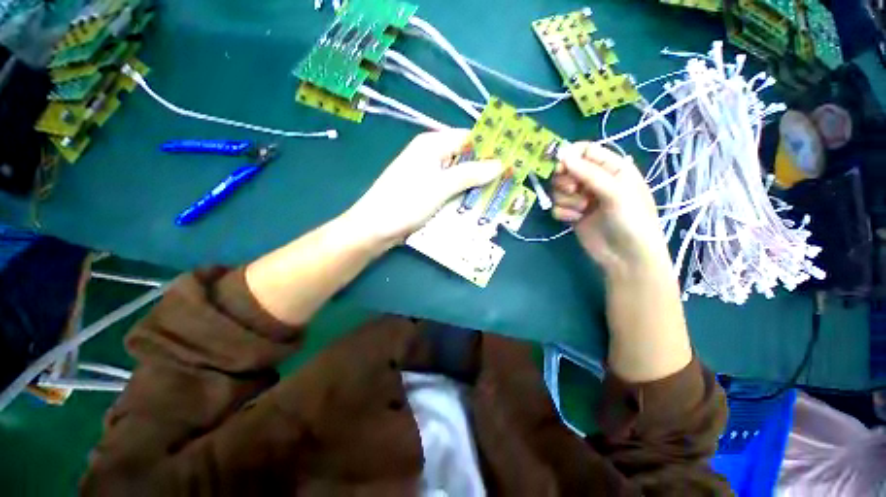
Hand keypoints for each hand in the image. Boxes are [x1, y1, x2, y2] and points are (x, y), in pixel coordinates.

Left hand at [345, 129, 503, 244]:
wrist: (374, 228)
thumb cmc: (405, 202)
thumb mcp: (441, 186)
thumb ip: (470, 174)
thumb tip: (499, 164)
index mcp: (431, 145)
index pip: (468, 137)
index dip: (490, 146)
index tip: (511, 159)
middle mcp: (430, 156)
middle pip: (464, 158)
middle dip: (484, 170)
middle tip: (508, 182)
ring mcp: (427, 175)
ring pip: (458, 176)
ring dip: (474, 186)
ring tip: (496, 196)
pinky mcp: (425, 192)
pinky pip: (449, 190)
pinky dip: (461, 196)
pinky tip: (474, 205)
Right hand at [551, 142, 670, 277]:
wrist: (626, 257)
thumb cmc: (631, 220)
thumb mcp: (615, 193)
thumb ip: (589, 173)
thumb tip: (562, 154)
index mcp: (613, 168)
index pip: (586, 151)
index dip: (570, 155)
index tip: (559, 166)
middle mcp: (595, 181)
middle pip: (567, 169)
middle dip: (566, 180)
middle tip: (573, 190)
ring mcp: (582, 198)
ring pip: (559, 189)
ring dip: (566, 199)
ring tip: (581, 210)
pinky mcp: (573, 214)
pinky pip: (557, 206)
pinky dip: (563, 212)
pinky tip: (574, 220)